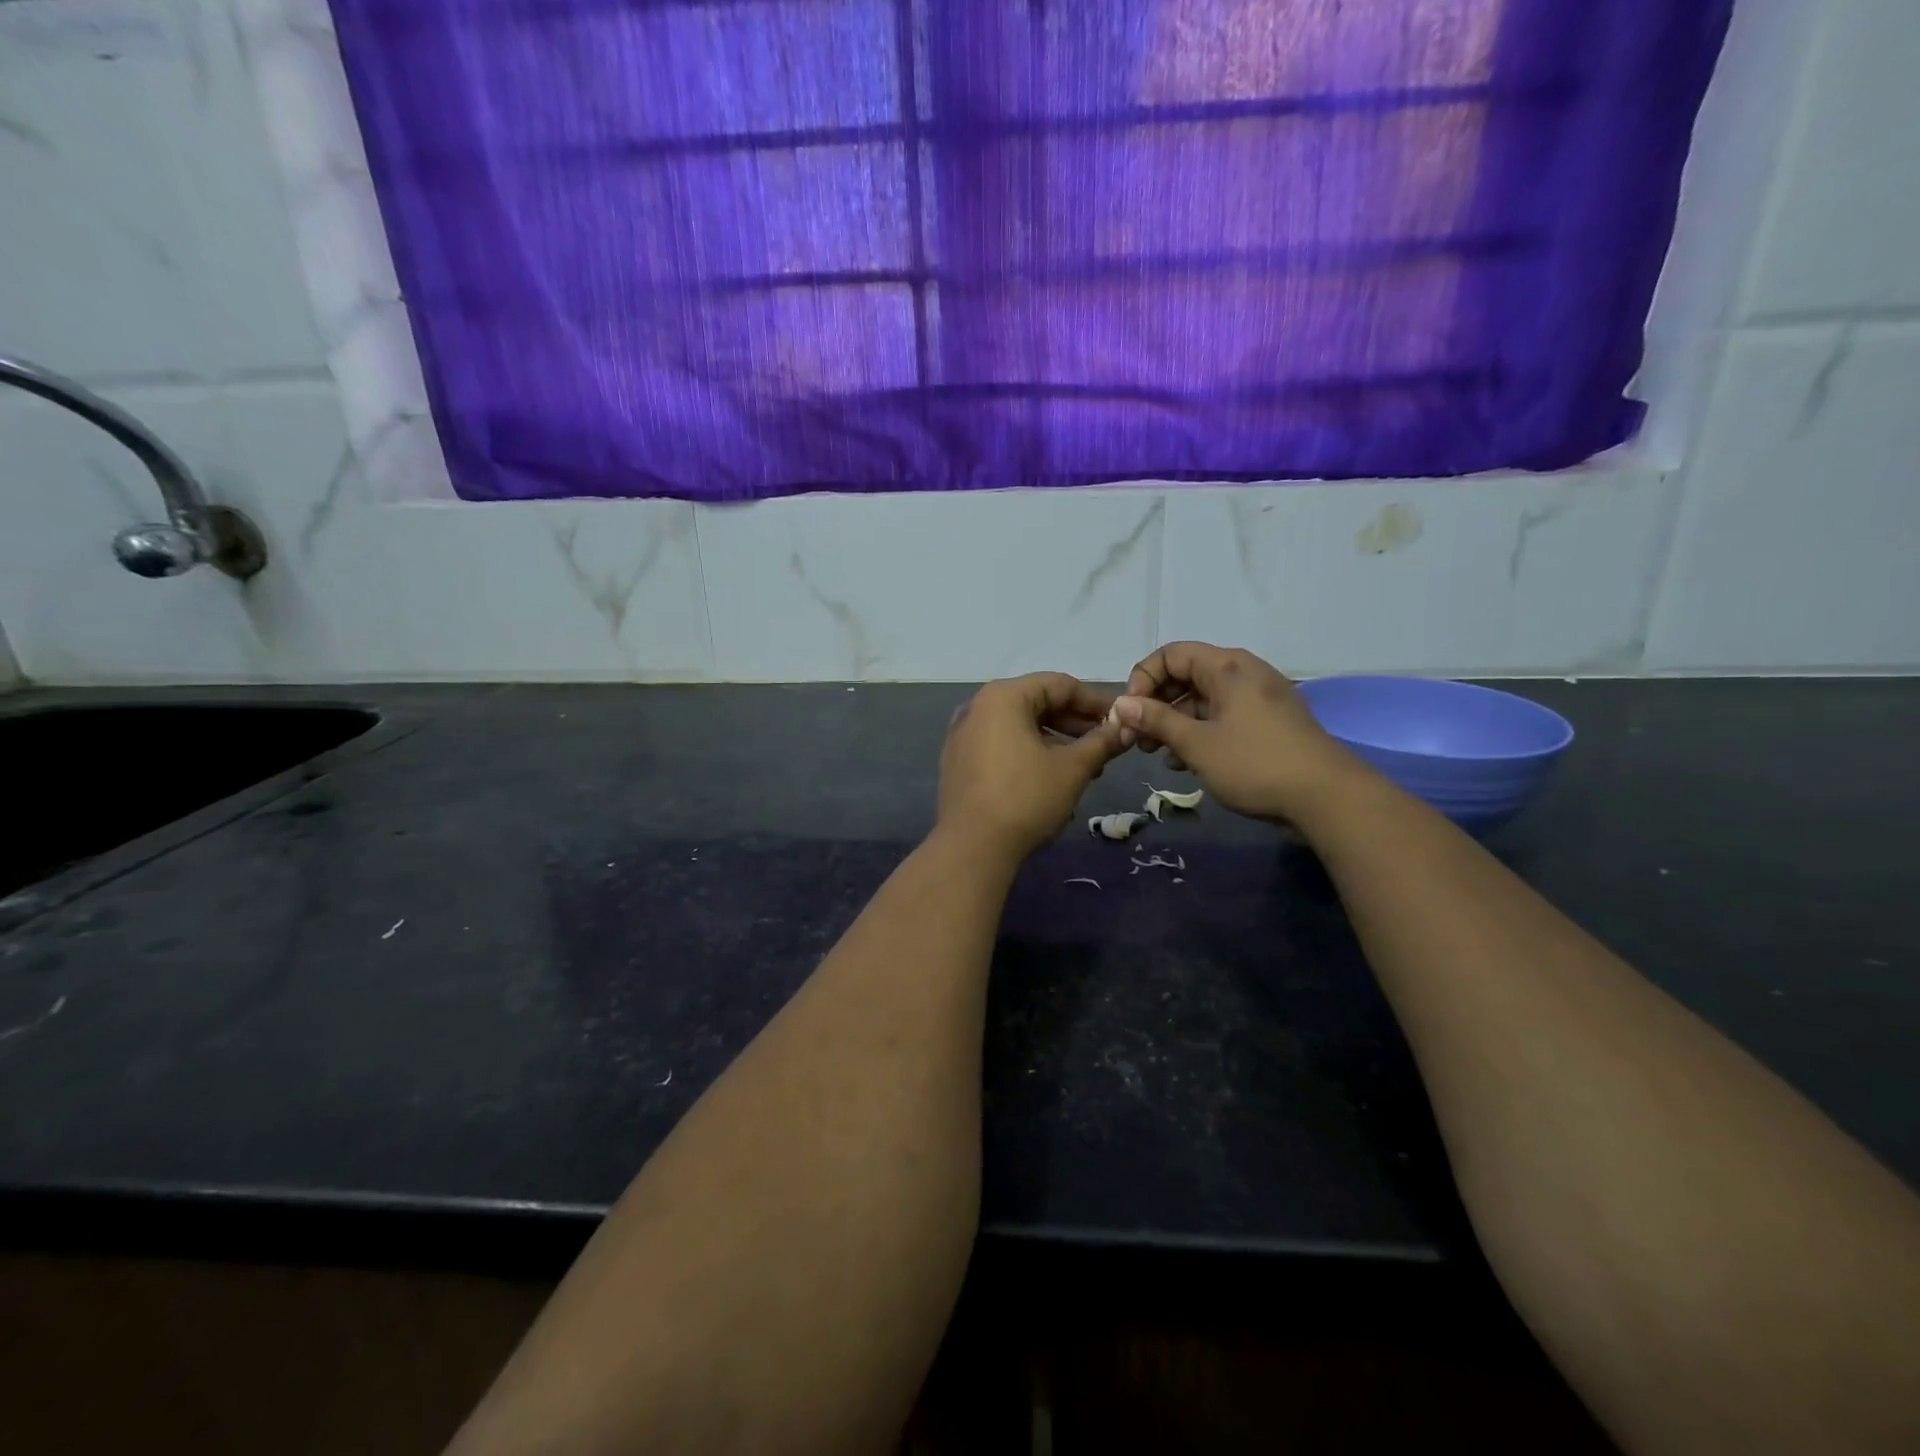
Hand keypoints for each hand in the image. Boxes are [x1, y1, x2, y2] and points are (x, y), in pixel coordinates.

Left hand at [937, 673, 1124, 860]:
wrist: (972, 847)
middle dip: (1075, 723)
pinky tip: (1051, 777)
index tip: (1122, 720)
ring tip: (1085, 767)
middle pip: (1037, 702)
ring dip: (1055, 741)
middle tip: (1106, 745)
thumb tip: (1127, 727)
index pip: (1059, 684)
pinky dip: (1029, 752)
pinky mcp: (958, 760)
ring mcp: (963, 734)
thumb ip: (1102, 742)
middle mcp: (978, 706)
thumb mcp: (1073, 768)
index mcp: (1003, 696)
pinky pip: (1001, 744)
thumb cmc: (1026, 798)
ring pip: (1020, 725)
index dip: (1095, 701)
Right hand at [1109, 642, 1363, 823]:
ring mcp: (1259, 697)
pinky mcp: (1268, 722)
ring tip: (1158, 754)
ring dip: (1175, 721)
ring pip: (1203, 698)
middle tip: (1138, 738)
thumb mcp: (1196, 743)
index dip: (1143, 678)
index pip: (1171, 654)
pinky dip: (1199, 731)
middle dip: (1156, 704)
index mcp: (1227, 667)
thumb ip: (1156, 720)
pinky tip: (1186, 762)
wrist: (1326, 797)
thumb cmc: (1254, 764)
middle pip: (1186, 675)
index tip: (1130, 713)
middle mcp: (1244, 673)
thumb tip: (1120, 704)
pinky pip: (1223, 715)